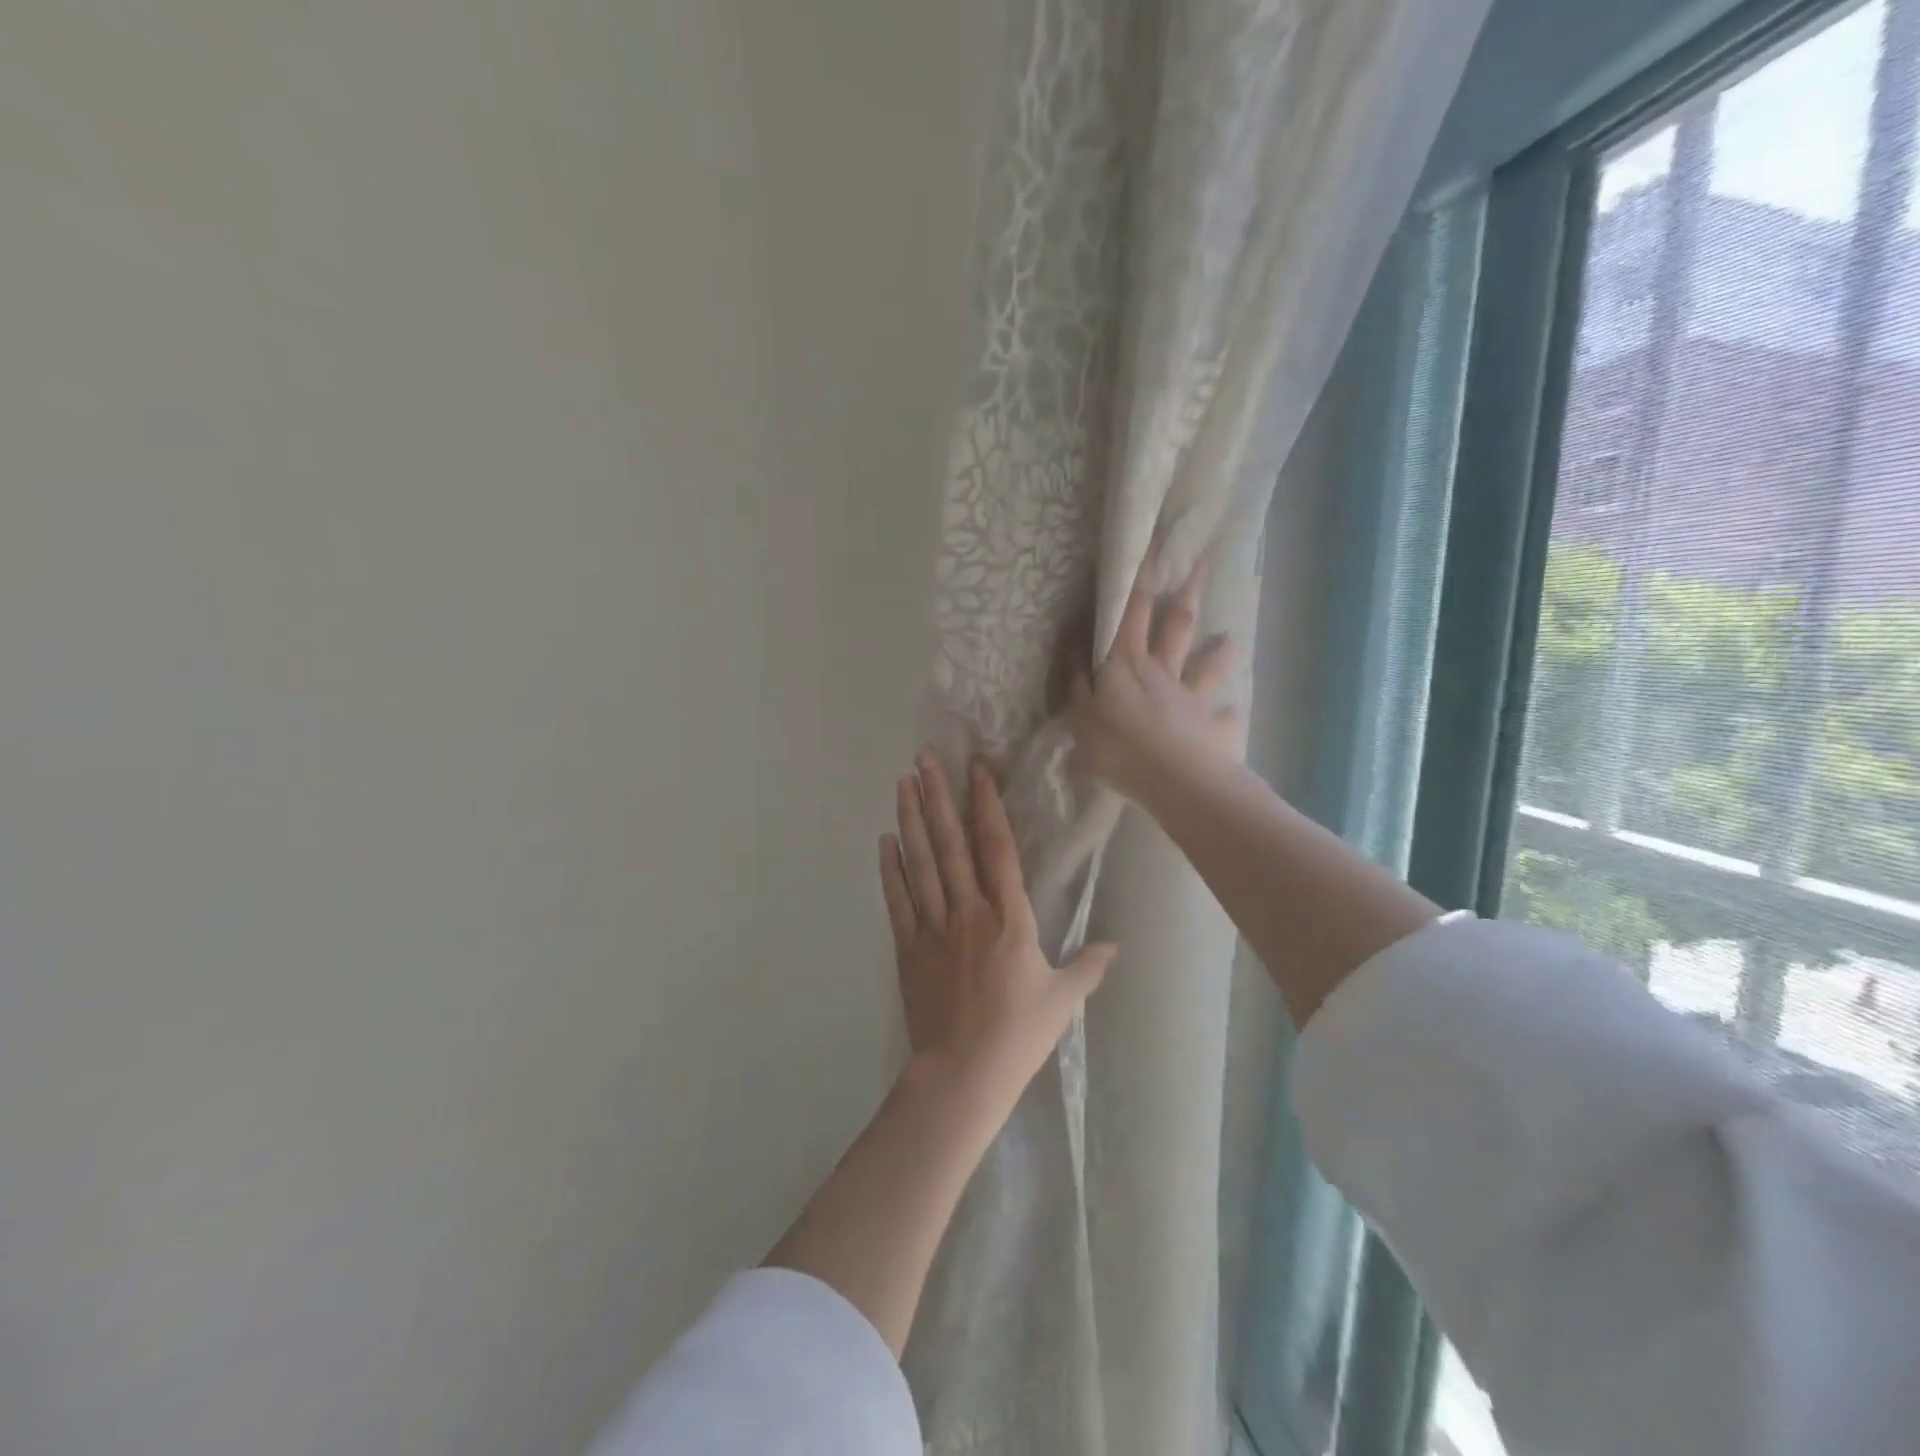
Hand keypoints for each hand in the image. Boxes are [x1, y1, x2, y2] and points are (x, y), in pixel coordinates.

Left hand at [880, 751, 1117, 1111]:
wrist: (963, 1074)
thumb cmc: (1019, 1035)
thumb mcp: (1063, 1000)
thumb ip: (1088, 967)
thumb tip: (1115, 945)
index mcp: (1009, 917)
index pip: (997, 848)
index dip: (986, 804)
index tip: (976, 768)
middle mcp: (968, 910)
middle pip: (951, 843)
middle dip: (938, 796)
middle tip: (925, 756)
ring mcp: (933, 926)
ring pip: (922, 862)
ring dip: (912, 819)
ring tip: (903, 782)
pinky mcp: (907, 947)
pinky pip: (898, 900)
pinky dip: (890, 869)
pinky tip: (885, 840)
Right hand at [1067, 540, 1240, 805]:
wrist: (1174, 781)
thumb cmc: (1117, 747)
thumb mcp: (1080, 716)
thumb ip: (1077, 682)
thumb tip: (1075, 647)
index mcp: (1126, 664)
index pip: (1132, 610)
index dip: (1142, 575)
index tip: (1155, 540)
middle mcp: (1163, 672)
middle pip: (1176, 625)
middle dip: (1186, 591)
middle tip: (1204, 559)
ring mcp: (1191, 698)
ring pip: (1206, 667)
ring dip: (1219, 652)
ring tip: (1232, 639)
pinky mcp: (1212, 727)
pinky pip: (1222, 718)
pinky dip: (1227, 715)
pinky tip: (1233, 713)